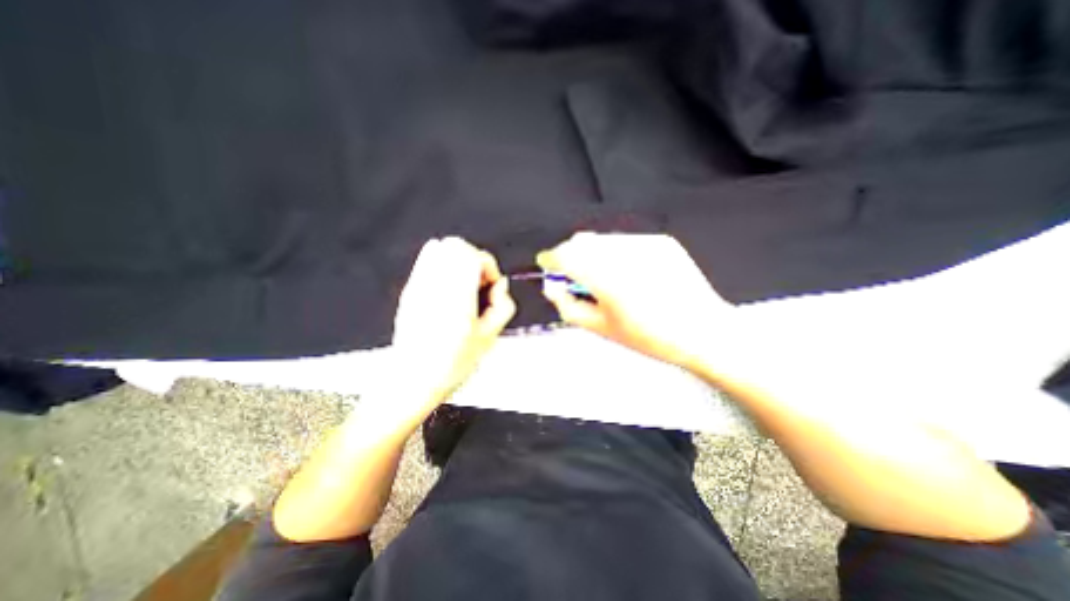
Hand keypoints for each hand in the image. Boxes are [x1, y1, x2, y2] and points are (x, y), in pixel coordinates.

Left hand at [392, 236, 516, 406]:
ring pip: (439, 248)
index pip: (473, 256)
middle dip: (474, 259)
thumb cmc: (451, 365)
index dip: (489, 266)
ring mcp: (417, 286)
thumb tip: (501, 285)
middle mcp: (434, 287)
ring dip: (458, 260)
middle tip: (479, 283)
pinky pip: (426, 261)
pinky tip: (448, 289)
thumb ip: (503, 306)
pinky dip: (442, 265)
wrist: (412, 381)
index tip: (492, 286)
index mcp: (457, 298)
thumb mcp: (489, 339)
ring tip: (464, 284)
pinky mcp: (408, 290)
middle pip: (456, 245)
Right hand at [540, 229, 732, 368]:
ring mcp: (645, 244)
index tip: (546, 264)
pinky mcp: (661, 241)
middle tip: (575, 276)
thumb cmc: (650, 337)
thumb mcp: (601, 328)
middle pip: (581, 241)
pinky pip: (625, 241)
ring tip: (604, 277)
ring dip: (593, 254)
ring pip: (602, 240)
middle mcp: (625, 254)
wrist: (704, 330)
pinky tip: (629, 273)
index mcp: (607, 279)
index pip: (565, 256)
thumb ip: (568, 305)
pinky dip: (616, 253)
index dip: (551, 258)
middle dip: (570, 255)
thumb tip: (552, 286)